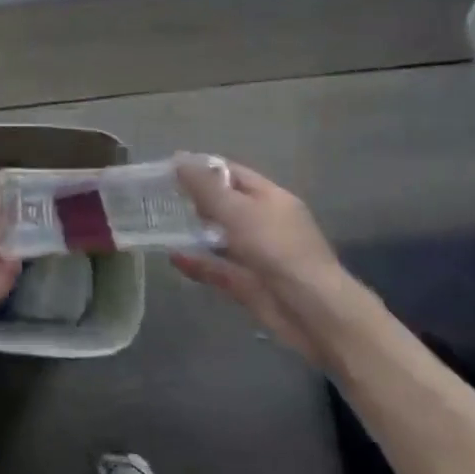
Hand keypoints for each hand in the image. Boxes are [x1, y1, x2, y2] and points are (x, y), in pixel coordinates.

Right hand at [170, 157, 353, 361]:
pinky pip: (219, 269)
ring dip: (194, 232)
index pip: (232, 173)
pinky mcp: (249, 284)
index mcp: (270, 198)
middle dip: (195, 199)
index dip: (202, 168)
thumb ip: (206, 188)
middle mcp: (264, 223)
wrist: (315, 314)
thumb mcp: (239, 212)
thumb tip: (178, 159)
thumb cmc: (278, 250)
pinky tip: (173, 257)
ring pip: (220, 238)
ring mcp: (257, 255)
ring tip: (160, 224)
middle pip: (225, 204)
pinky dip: (198, 263)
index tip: (168, 168)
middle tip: (159, 197)